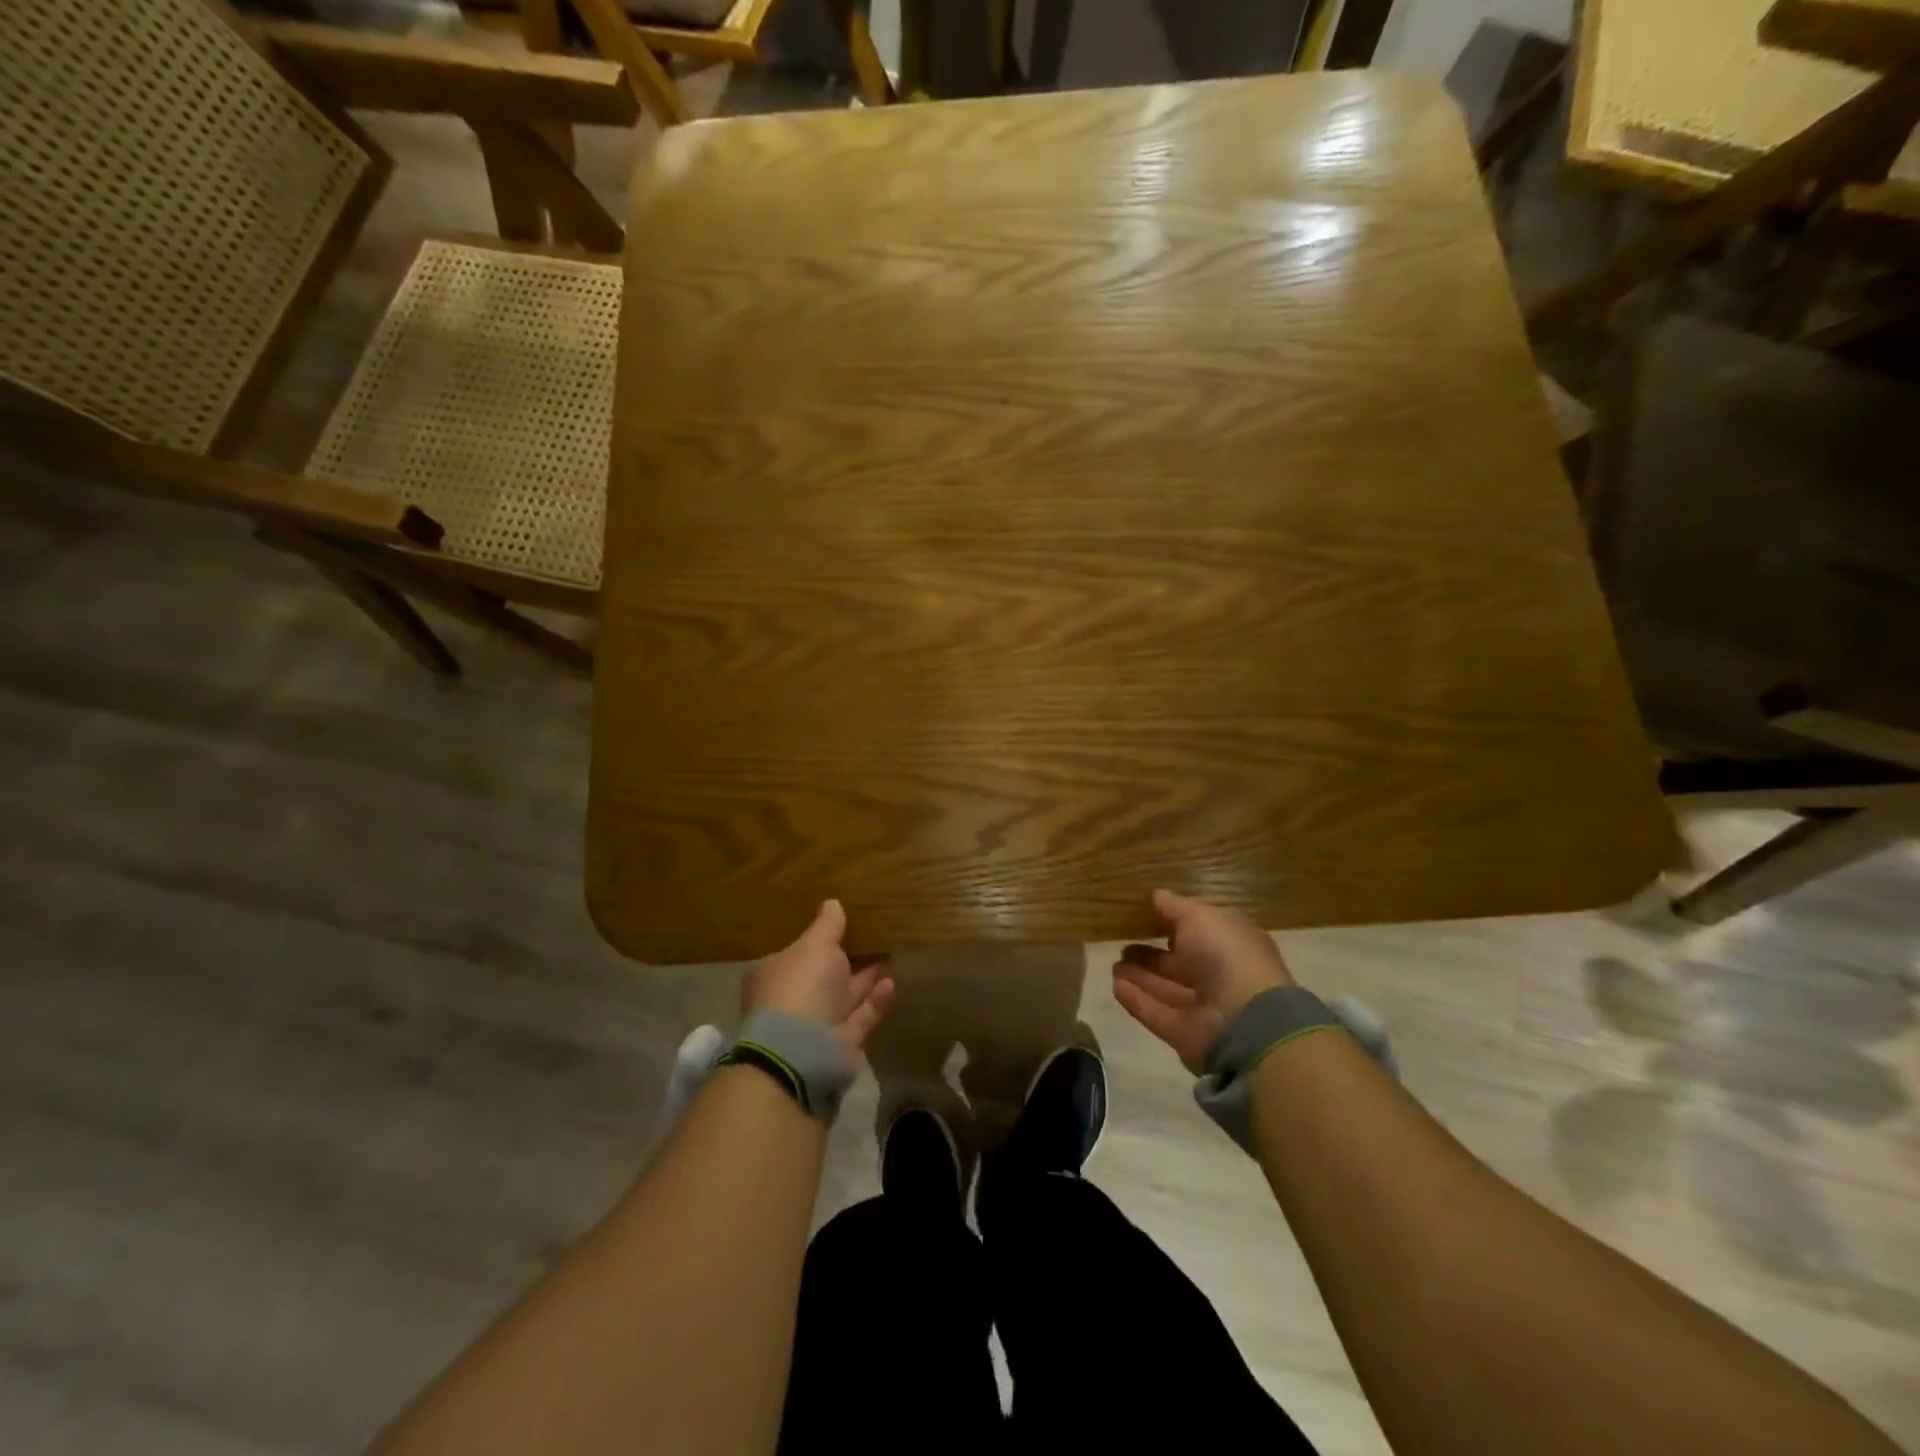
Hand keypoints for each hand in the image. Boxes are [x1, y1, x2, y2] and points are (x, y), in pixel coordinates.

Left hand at [742, 900, 894, 1054]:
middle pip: (822, 976)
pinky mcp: (839, 1044)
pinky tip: (891, 982)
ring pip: (844, 997)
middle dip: (846, 959)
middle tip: (873, 938)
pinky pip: (859, 1017)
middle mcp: (792, 1000)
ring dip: (866, 978)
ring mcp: (815, 1026)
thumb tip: (832, 903)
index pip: (796, 953)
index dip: (818, 940)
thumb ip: (827, 925)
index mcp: (774, 974)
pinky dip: (874, 1001)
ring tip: (889, 955)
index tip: (842, 925)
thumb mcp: (815, 944)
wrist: (802, 1049)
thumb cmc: (800, 986)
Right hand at [1112, 890, 1292, 1072]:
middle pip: (1180, 963)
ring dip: (1140, 976)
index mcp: (1231, 944)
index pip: (1200, 931)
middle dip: (1151, 954)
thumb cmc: (1227, 956)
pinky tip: (1115, 985)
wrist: (1246, 1021)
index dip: (1174, 923)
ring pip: (1166, 989)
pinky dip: (1137, 1000)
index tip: (1144, 915)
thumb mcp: (1200, 917)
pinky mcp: (1186, 1035)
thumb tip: (1155, 896)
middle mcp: (1219, 976)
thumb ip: (1175, 907)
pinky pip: (1157, 1014)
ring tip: (1113, 963)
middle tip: (1122, 943)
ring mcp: (1204, 1008)